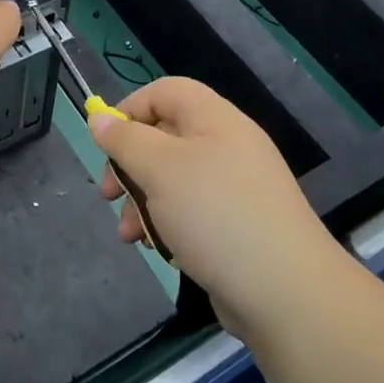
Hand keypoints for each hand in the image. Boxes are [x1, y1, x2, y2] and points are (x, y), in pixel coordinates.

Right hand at [91, 78, 340, 338]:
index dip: (130, 109)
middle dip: (129, 165)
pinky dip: (168, 224)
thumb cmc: (215, 214)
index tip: (104, 143)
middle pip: (165, 137)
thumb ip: (125, 140)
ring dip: (142, 201)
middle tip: (108, 194)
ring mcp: (234, 187)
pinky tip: (156, 249)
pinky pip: (191, 210)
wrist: (284, 291)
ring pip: (173, 179)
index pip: (165, 92)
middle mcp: (227, 145)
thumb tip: (99, 117)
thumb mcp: (160, 169)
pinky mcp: (236, 224)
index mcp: (214, 119)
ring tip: (129, 235)